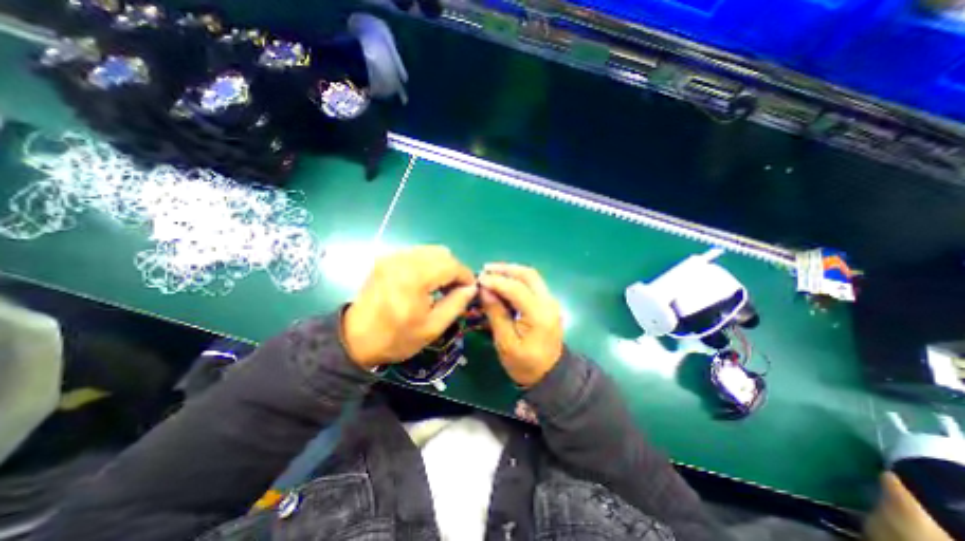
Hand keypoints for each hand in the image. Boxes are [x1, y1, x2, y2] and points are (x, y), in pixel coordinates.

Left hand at [346, 245, 475, 369]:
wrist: (355, 339)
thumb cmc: (396, 338)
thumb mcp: (432, 328)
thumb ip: (456, 304)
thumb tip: (472, 288)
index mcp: (414, 279)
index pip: (451, 265)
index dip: (466, 275)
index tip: (470, 289)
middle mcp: (403, 260)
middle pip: (442, 253)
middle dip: (454, 269)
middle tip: (455, 288)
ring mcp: (392, 257)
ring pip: (430, 250)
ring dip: (441, 265)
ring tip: (440, 284)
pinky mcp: (386, 258)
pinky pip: (416, 253)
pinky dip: (427, 263)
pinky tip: (425, 280)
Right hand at [480, 262, 567, 385]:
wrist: (551, 375)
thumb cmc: (525, 364)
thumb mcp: (505, 343)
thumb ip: (496, 313)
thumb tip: (484, 289)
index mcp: (539, 314)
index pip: (516, 288)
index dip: (496, 281)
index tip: (478, 279)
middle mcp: (548, 302)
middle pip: (528, 275)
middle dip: (506, 269)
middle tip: (485, 270)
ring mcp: (551, 301)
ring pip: (532, 277)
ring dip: (511, 272)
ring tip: (491, 273)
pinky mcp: (548, 303)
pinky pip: (533, 284)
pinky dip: (517, 279)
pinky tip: (504, 282)